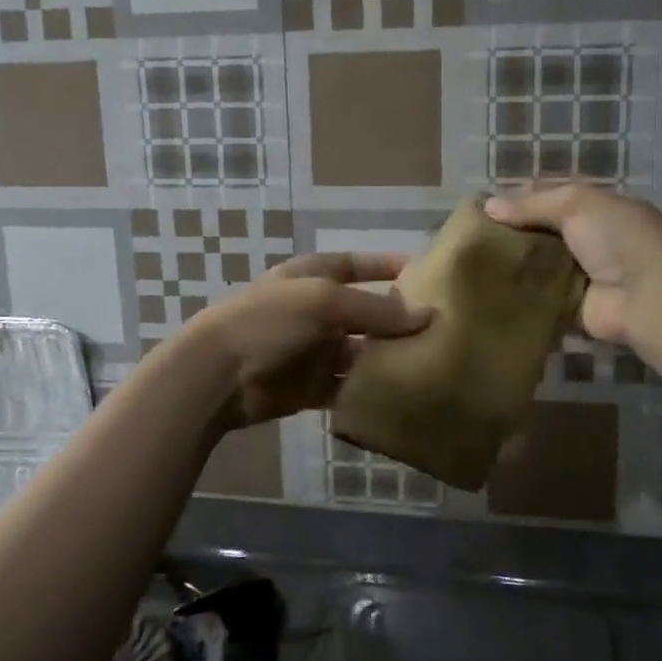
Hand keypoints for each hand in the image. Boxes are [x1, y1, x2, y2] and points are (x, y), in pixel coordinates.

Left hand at [186, 253, 431, 430]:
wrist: (218, 376)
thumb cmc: (269, 322)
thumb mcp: (324, 302)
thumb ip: (375, 309)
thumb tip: (426, 316)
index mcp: (313, 277)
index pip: (358, 265)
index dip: (387, 265)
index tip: (426, 271)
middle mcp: (317, 311)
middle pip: (365, 313)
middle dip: (397, 320)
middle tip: (443, 329)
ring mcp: (314, 350)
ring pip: (361, 353)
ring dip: (388, 358)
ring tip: (432, 364)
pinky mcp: (311, 387)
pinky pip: (348, 388)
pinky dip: (370, 391)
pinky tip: (402, 395)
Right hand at [484, 185, 661, 347]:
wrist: (648, 297)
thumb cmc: (617, 238)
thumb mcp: (575, 204)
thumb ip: (531, 204)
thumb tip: (488, 206)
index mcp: (596, 207)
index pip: (552, 195)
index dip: (520, 196)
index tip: (485, 205)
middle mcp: (589, 238)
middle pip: (542, 231)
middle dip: (512, 232)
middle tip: (471, 236)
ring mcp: (581, 274)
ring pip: (538, 265)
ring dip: (514, 265)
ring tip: (472, 264)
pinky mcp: (572, 307)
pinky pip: (539, 297)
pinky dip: (520, 295)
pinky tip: (488, 291)